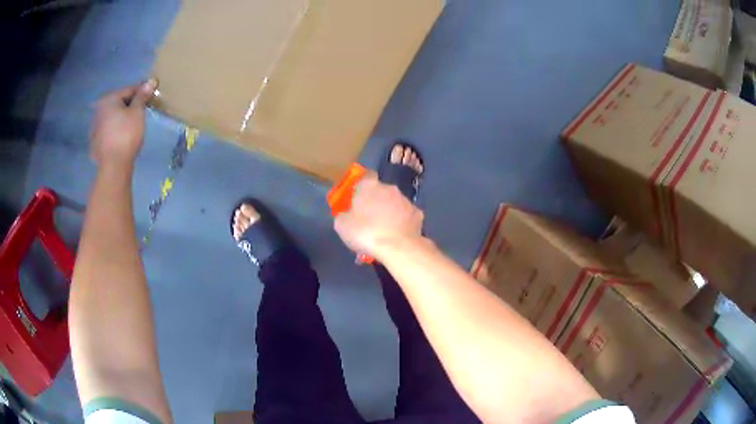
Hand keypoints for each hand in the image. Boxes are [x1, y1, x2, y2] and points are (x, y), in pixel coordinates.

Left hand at [90, 79, 156, 167]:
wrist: (113, 165)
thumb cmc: (126, 134)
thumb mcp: (138, 112)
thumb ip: (142, 96)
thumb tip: (151, 80)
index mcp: (108, 99)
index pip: (129, 90)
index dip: (141, 93)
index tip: (151, 97)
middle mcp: (98, 110)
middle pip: (118, 103)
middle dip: (129, 106)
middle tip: (140, 113)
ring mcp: (94, 128)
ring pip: (111, 118)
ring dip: (120, 119)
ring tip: (130, 127)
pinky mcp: (94, 143)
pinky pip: (106, 132)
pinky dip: (113, 132)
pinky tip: (120, 138)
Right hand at [334, 172, 423, 258]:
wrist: (397, 247)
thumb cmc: (365, 232)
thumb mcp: (341, 225)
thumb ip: (343, 214)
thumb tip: (346, 214)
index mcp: (369, 186)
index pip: (365, 176)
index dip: (361, 186)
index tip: (357, 198)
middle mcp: (389, 188)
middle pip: (380, 191)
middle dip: (375, 202)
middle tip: (369, 219)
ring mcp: (406, 200)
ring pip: (395, 203)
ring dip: (390, 212)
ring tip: (384, 231)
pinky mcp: (418, 214)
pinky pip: (407, 216)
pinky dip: (403, 223)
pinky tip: (398, 235)